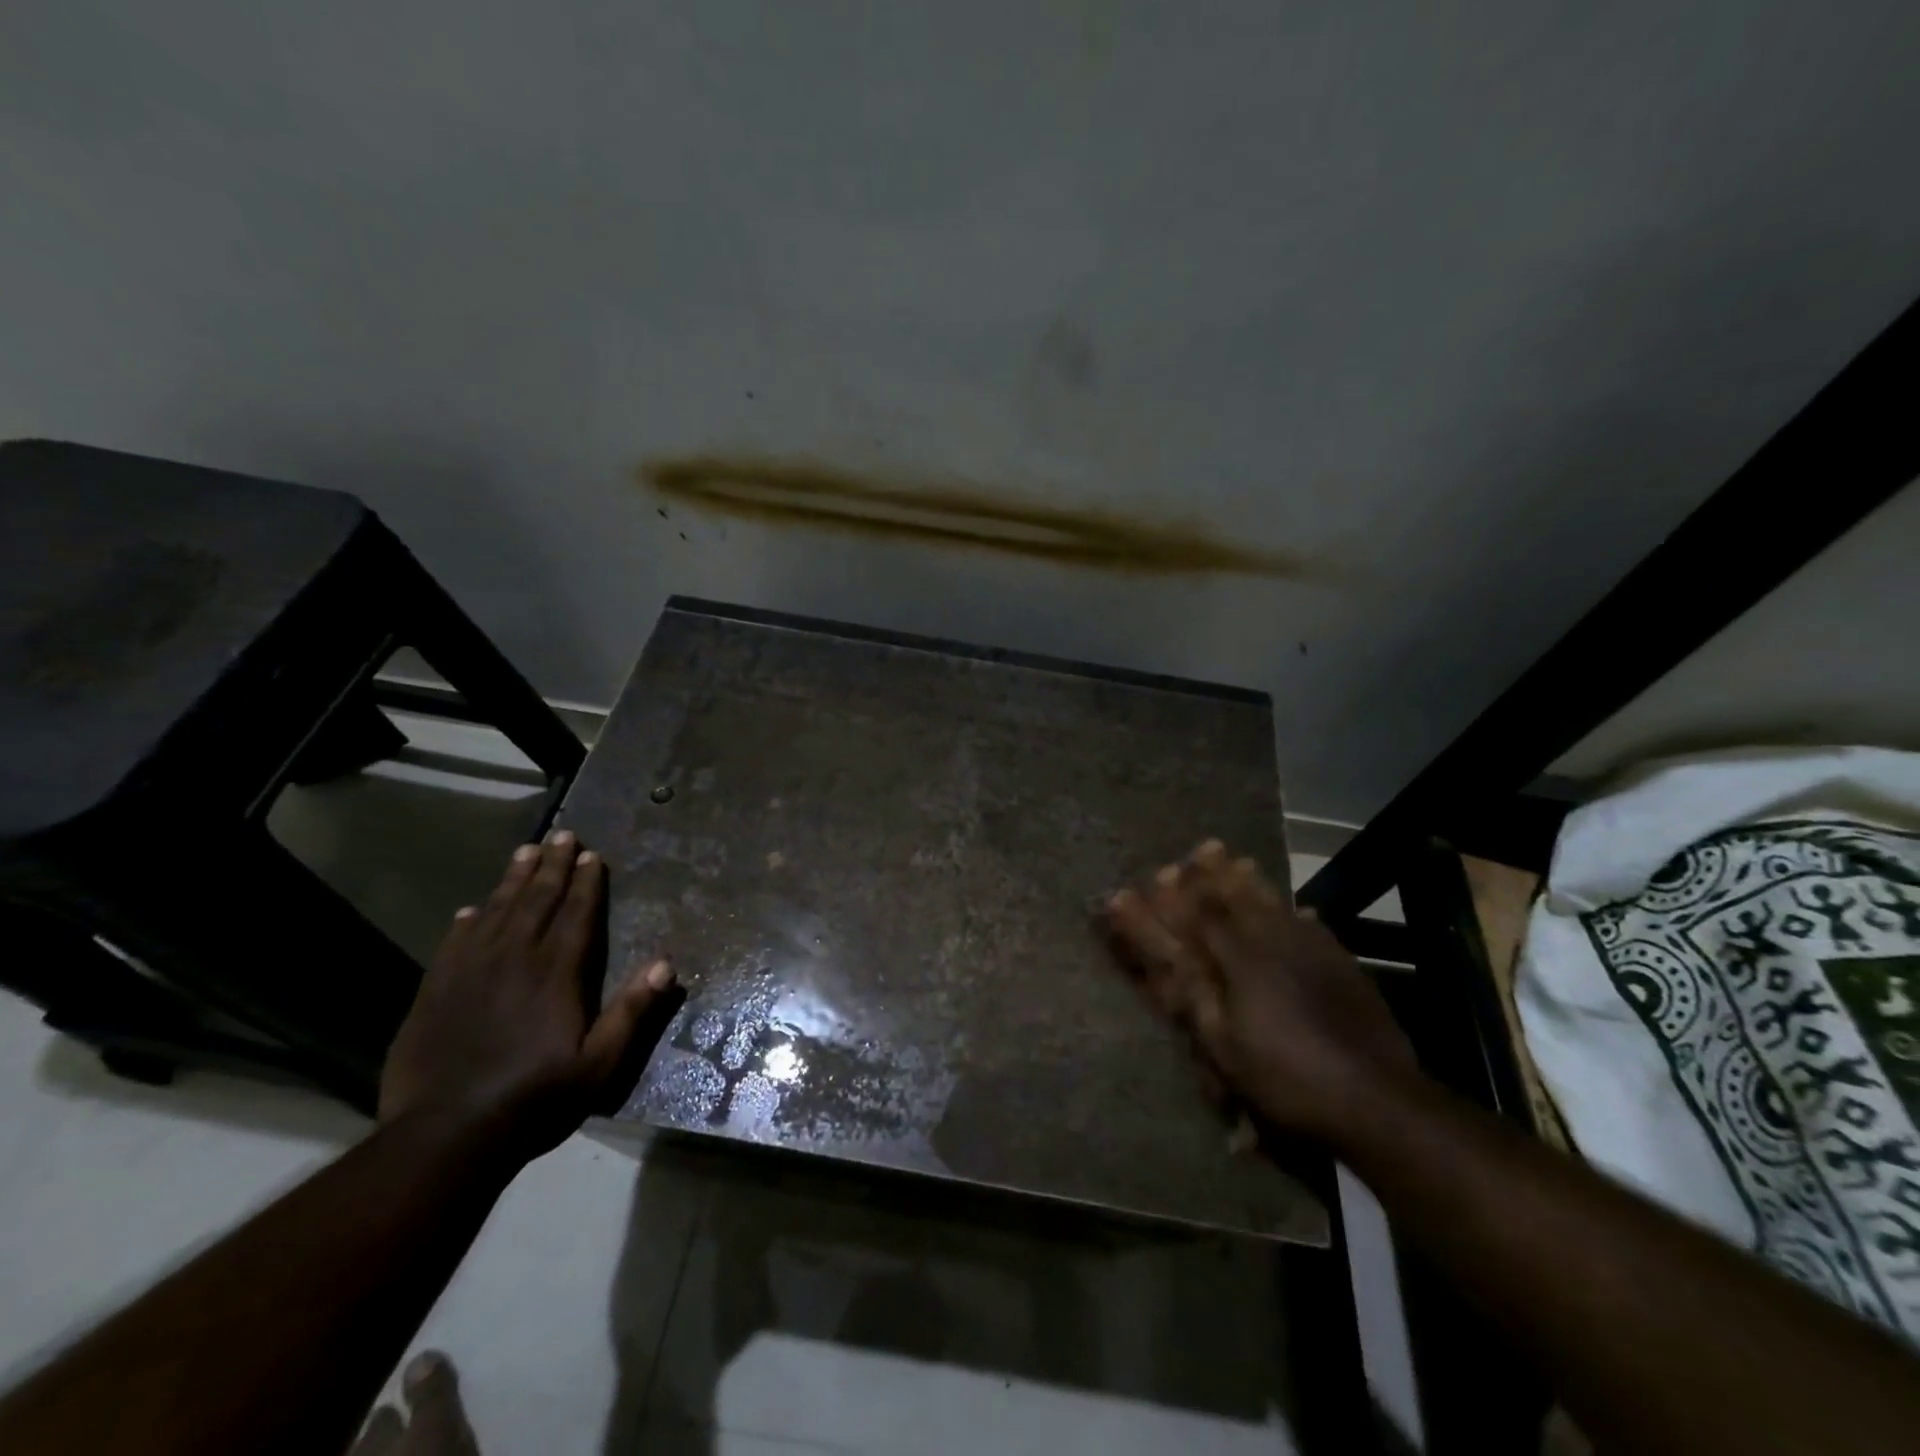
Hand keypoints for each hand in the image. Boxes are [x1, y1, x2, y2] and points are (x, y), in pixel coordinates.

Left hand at [379, 830, 676, 1161]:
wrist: (445, 1136)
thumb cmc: (535, 1099)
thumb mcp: (599, 1064)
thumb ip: (632, 1012)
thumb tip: (666, 963)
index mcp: (556, 974)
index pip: (576, 915)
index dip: (586, 883)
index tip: (592, 854)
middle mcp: (514, 960)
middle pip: (537, 901)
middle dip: (552, 866)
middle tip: (561, 834)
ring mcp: (470, 973)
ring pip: (496, 912)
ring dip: (513, 880)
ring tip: (525, 851)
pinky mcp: (435, 991)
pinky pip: (455, 942)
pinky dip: (467, 921)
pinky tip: (472, 908)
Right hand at [1106, 840, 1421, 1142]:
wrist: (1378, 1098)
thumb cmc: (1288, 1079)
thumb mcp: (1227, 1049)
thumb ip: (1197, 998)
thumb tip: (1170, 960)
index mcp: (1241, 962)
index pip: (1196, 920)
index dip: (1168, 903)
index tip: (1145, 882)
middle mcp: (1273, 944)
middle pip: (1236, 899)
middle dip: (1213, 875)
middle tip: (1199, 849)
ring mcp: (1311, 951)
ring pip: (1273, 905)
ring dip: (1251, 881)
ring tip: (1237, 858)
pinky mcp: (1341, 965)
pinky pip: (1312, 925)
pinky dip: (1298, 913)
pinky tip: (1300, 909)